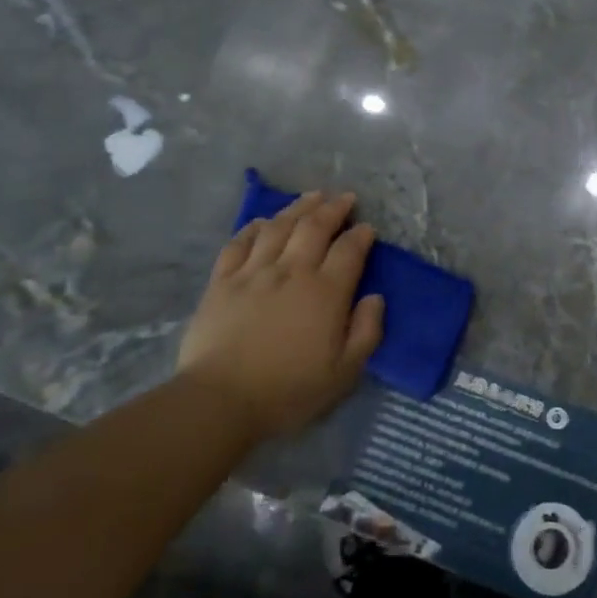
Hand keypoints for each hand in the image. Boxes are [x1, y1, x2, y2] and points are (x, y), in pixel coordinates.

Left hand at [176, 191, 384, 441]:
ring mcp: (254, 272)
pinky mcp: (222, 281)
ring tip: (311, 197)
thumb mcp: (344, 373)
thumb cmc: (289, 391)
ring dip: (298, 208)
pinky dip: (253, 227)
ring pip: (278, 226)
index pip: (349, 250)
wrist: (221, 400)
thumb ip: (366, 332)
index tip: (367, 228)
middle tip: (344, 198)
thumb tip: (375, 298)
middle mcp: (292, 271)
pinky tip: (262, 222)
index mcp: (326, 292)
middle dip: (333, 208)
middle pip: (315, 227)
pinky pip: (239, 243)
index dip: (361, 235)